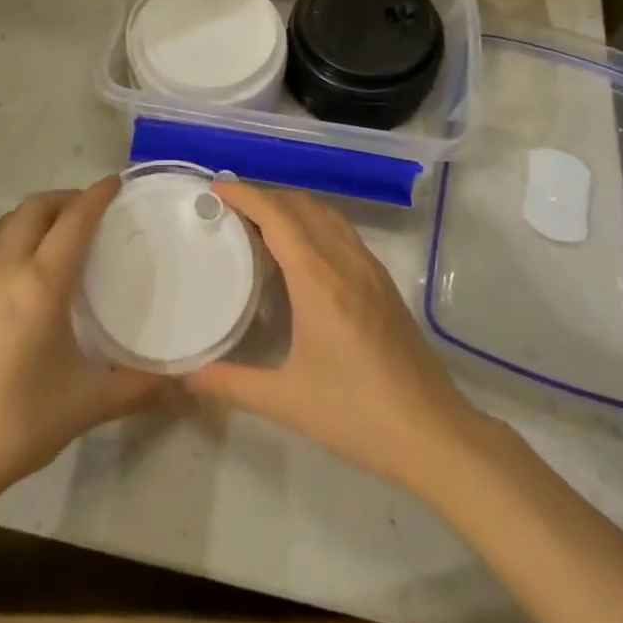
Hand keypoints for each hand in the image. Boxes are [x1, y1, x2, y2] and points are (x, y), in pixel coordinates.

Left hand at [0, 178, 163, 510]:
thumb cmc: (17, 424)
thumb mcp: (86, 405)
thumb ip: (138, 388)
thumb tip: (182, 384)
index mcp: (40, 285)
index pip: (73, 221)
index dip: (97, 196)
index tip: (118, 183)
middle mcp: (7, 269)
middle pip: (36, 208)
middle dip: (68, 198)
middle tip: (97, 210)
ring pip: (11, 221)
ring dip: (41, 212)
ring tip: (67, 229)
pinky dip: (21, 232)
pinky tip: (36, 264)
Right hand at [187, 182, 486, 494]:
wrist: (434, 433)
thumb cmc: (357, 414)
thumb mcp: (287, 401)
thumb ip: (232, 384)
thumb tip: (189, 375)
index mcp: (318, 279)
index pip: (278, 216)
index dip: (246, 195)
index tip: (217, 189)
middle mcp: (345, 261)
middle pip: (302, 205)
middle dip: (265, 196)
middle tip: (231, 209)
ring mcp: (370, 268)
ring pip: (326, 214)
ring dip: (292, 206)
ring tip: (261, 223)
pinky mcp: (383, 282)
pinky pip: (342, 232)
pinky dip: (314, 223)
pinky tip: (302, 253)